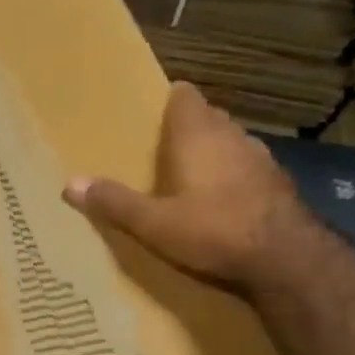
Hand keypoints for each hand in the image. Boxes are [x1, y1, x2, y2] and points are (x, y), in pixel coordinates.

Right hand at [62, 82, 308, 288]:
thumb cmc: (213, 230)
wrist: (285, 257)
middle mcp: (231, 136)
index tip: (151, 113)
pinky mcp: (278, 183)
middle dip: (187, 128)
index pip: (184, 96)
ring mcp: (260, 158)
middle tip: (161, 149)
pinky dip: (233, 176)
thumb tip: (69, 183)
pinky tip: (223, 201)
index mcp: (197, 135)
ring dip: (213, 153)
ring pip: (230, 142)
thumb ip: (114, 202)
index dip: (169, 101)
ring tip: (190, 175)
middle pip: (207, 118)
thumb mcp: (153, 223)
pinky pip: (248, 168)